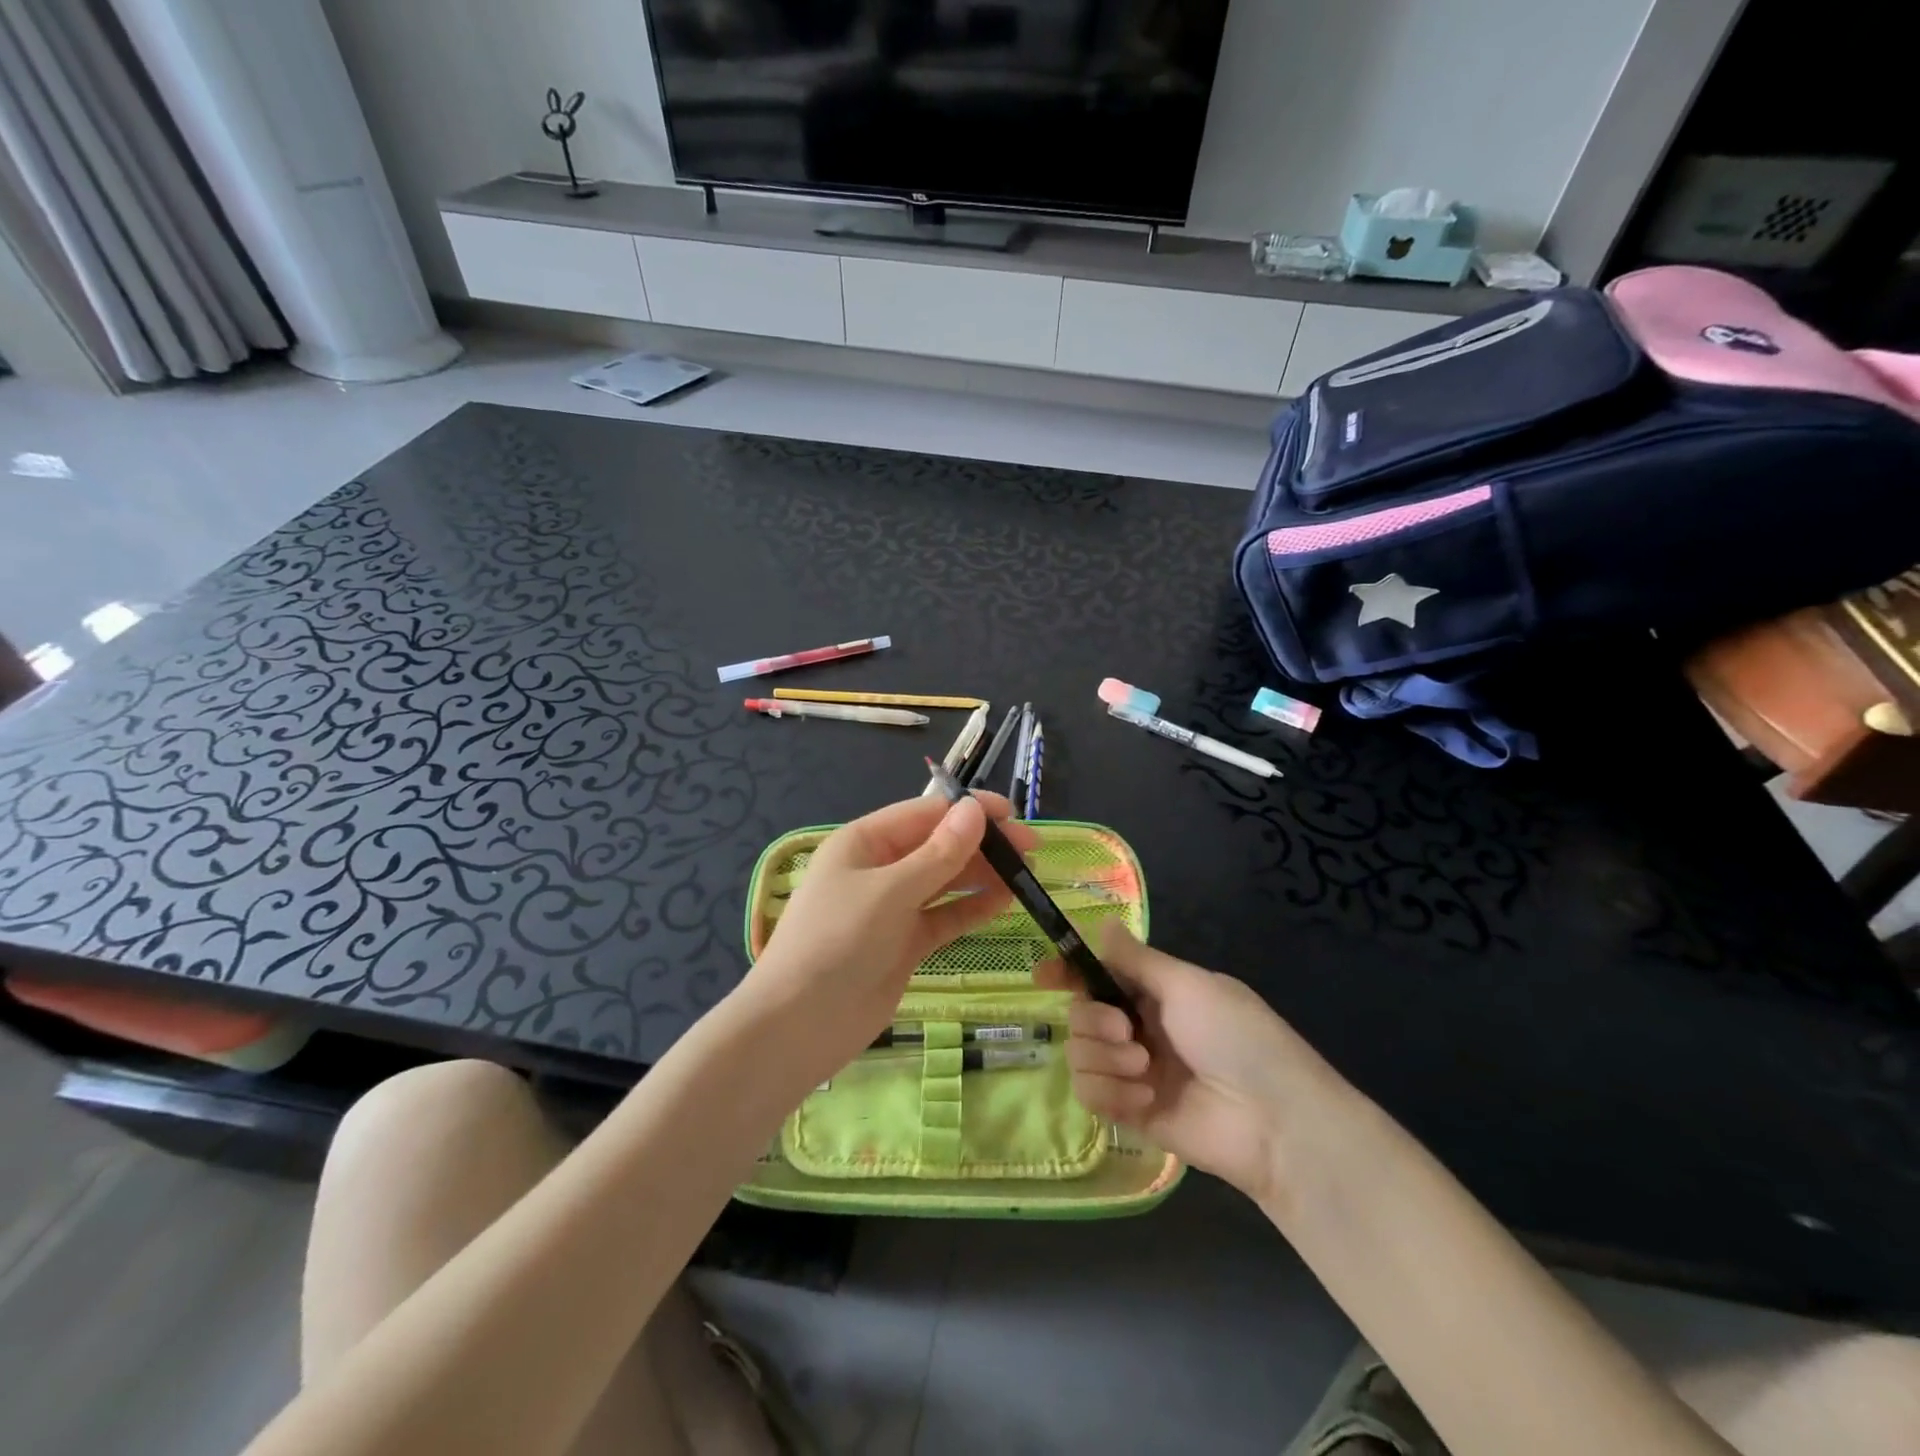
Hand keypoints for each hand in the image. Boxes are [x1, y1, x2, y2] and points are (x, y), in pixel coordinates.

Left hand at [743, 791, 1036, 1077]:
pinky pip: (944, 917)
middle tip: (1031, 849)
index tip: (1013, 814)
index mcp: (864, 842)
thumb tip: (974, 811)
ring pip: (945, 882)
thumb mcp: (890, 891)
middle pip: (938, 846)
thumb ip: (938, 854)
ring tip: (1027, 874)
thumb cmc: (837, 941)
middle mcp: (879, 869)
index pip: (925, 813)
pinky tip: (1005, 901)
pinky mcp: (904, 943)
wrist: (799, 1025)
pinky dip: (972, 909)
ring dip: (982, 875)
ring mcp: (892, 908)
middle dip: (982, 844)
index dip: (968, 810)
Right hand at [1036, 926, 1343, 1206]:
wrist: (1274, 1121)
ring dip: (1105, 1059)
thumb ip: (1135, 959)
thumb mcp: (1187, 985)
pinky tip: (1146, 1100)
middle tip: (1127, 1032)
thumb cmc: (1235, 1036)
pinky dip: (1112, 1094)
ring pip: (1079, 1055)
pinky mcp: (1131, 1114)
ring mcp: (1134, 1073)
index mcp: (1156, 993)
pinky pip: (1091, 1095)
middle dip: (1094, 1021)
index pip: (1100, 976)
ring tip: (1144, 1070)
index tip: (1044, 977)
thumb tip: (1101, 921)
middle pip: (1081, 1014)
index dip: (1069, 973)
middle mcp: (1140, 1029)